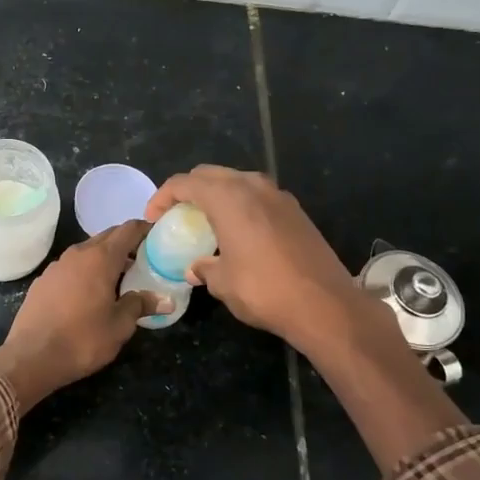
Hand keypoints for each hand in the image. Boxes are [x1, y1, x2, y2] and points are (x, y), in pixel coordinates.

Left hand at [0, 220, 168, 408]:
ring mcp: (56, 265)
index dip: (145, 229)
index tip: (159, 236)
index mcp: (100, 258)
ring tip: (121, 278)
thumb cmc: (82, 339)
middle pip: (107, 237)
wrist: (31, 357)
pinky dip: (86, 271)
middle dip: (126, 244)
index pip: (128, 230)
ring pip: (87, 251)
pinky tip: (90, 293)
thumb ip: (141, 305)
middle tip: (145, 260)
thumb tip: (165, 300)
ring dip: (105, 258)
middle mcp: (77, 254)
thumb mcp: (120, 326)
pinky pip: (71, 267)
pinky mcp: (43, 280)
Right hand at [145, 165, 364, 355]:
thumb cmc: (264, 290)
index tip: (154, 218)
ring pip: (237, 182)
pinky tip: (237, 232)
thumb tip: (196, 267)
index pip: (185, 183)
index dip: (162, 197)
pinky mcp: (296, 211)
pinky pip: (258, 197)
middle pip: (210, 175)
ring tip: (206, 222)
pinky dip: (240, 206)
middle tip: (176, 215)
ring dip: (217, 195)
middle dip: (189, 190)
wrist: (325, 304)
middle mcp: (253, 187)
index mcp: (228, 197)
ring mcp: (278, 196)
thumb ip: (204, 267)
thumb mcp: (222, 283)